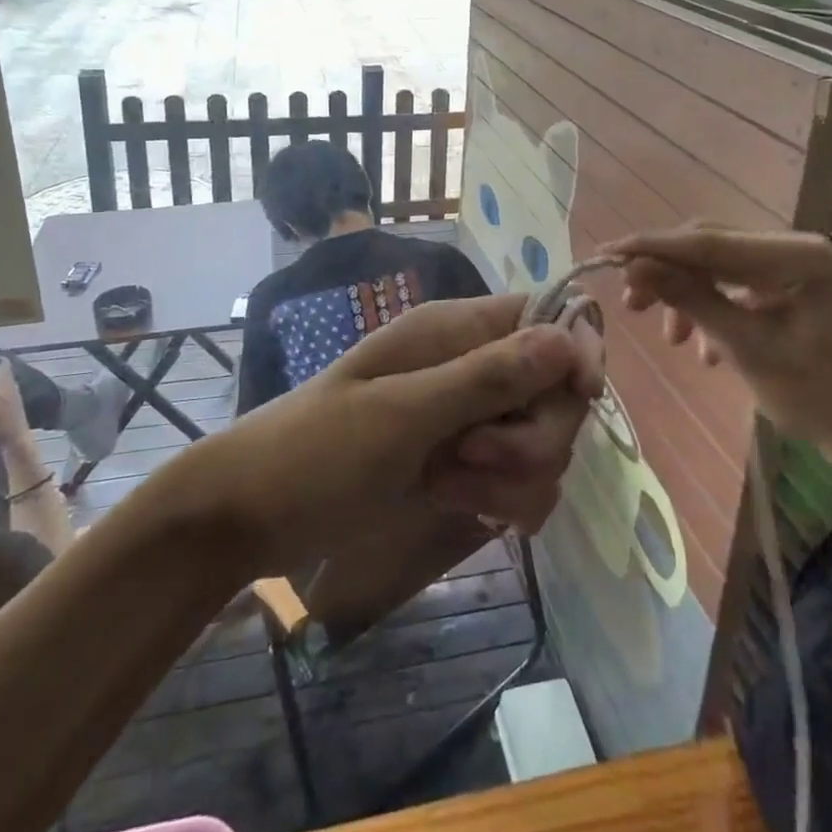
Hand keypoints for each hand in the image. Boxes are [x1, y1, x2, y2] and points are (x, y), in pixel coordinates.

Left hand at [186, 293, 601, 577]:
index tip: (578, 396)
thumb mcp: (403, 413)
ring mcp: (471, 420)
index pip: (549, 316)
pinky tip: (457, 506)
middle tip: (472, 456)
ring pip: (545, 444)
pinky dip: (503, 501)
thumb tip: (570, 337)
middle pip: (558, 390)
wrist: (254, 515)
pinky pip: (523, 484)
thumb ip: (488, 377)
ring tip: (449, 484)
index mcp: (456, 330)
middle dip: (533, 436)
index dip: (576, 352)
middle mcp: (473, 367)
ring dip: (512, 477)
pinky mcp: (468, 467)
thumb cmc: (319, 451)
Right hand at [609, 224, 831, 463]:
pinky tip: (702, 349)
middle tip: (631, 302)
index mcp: (796, 256)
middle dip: (666, 271)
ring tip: (669, 337)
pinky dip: (709, 308)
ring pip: (715, 264)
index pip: (708, 241)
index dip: (653, 246)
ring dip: (685, 293)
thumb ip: (692, 301)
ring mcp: (790, 265)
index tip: (607, 252)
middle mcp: (792, 247)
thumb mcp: (748, 349)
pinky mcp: (785, 285)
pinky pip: (732, 283)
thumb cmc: (821, 397)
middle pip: (709, 245)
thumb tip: (636, 267)